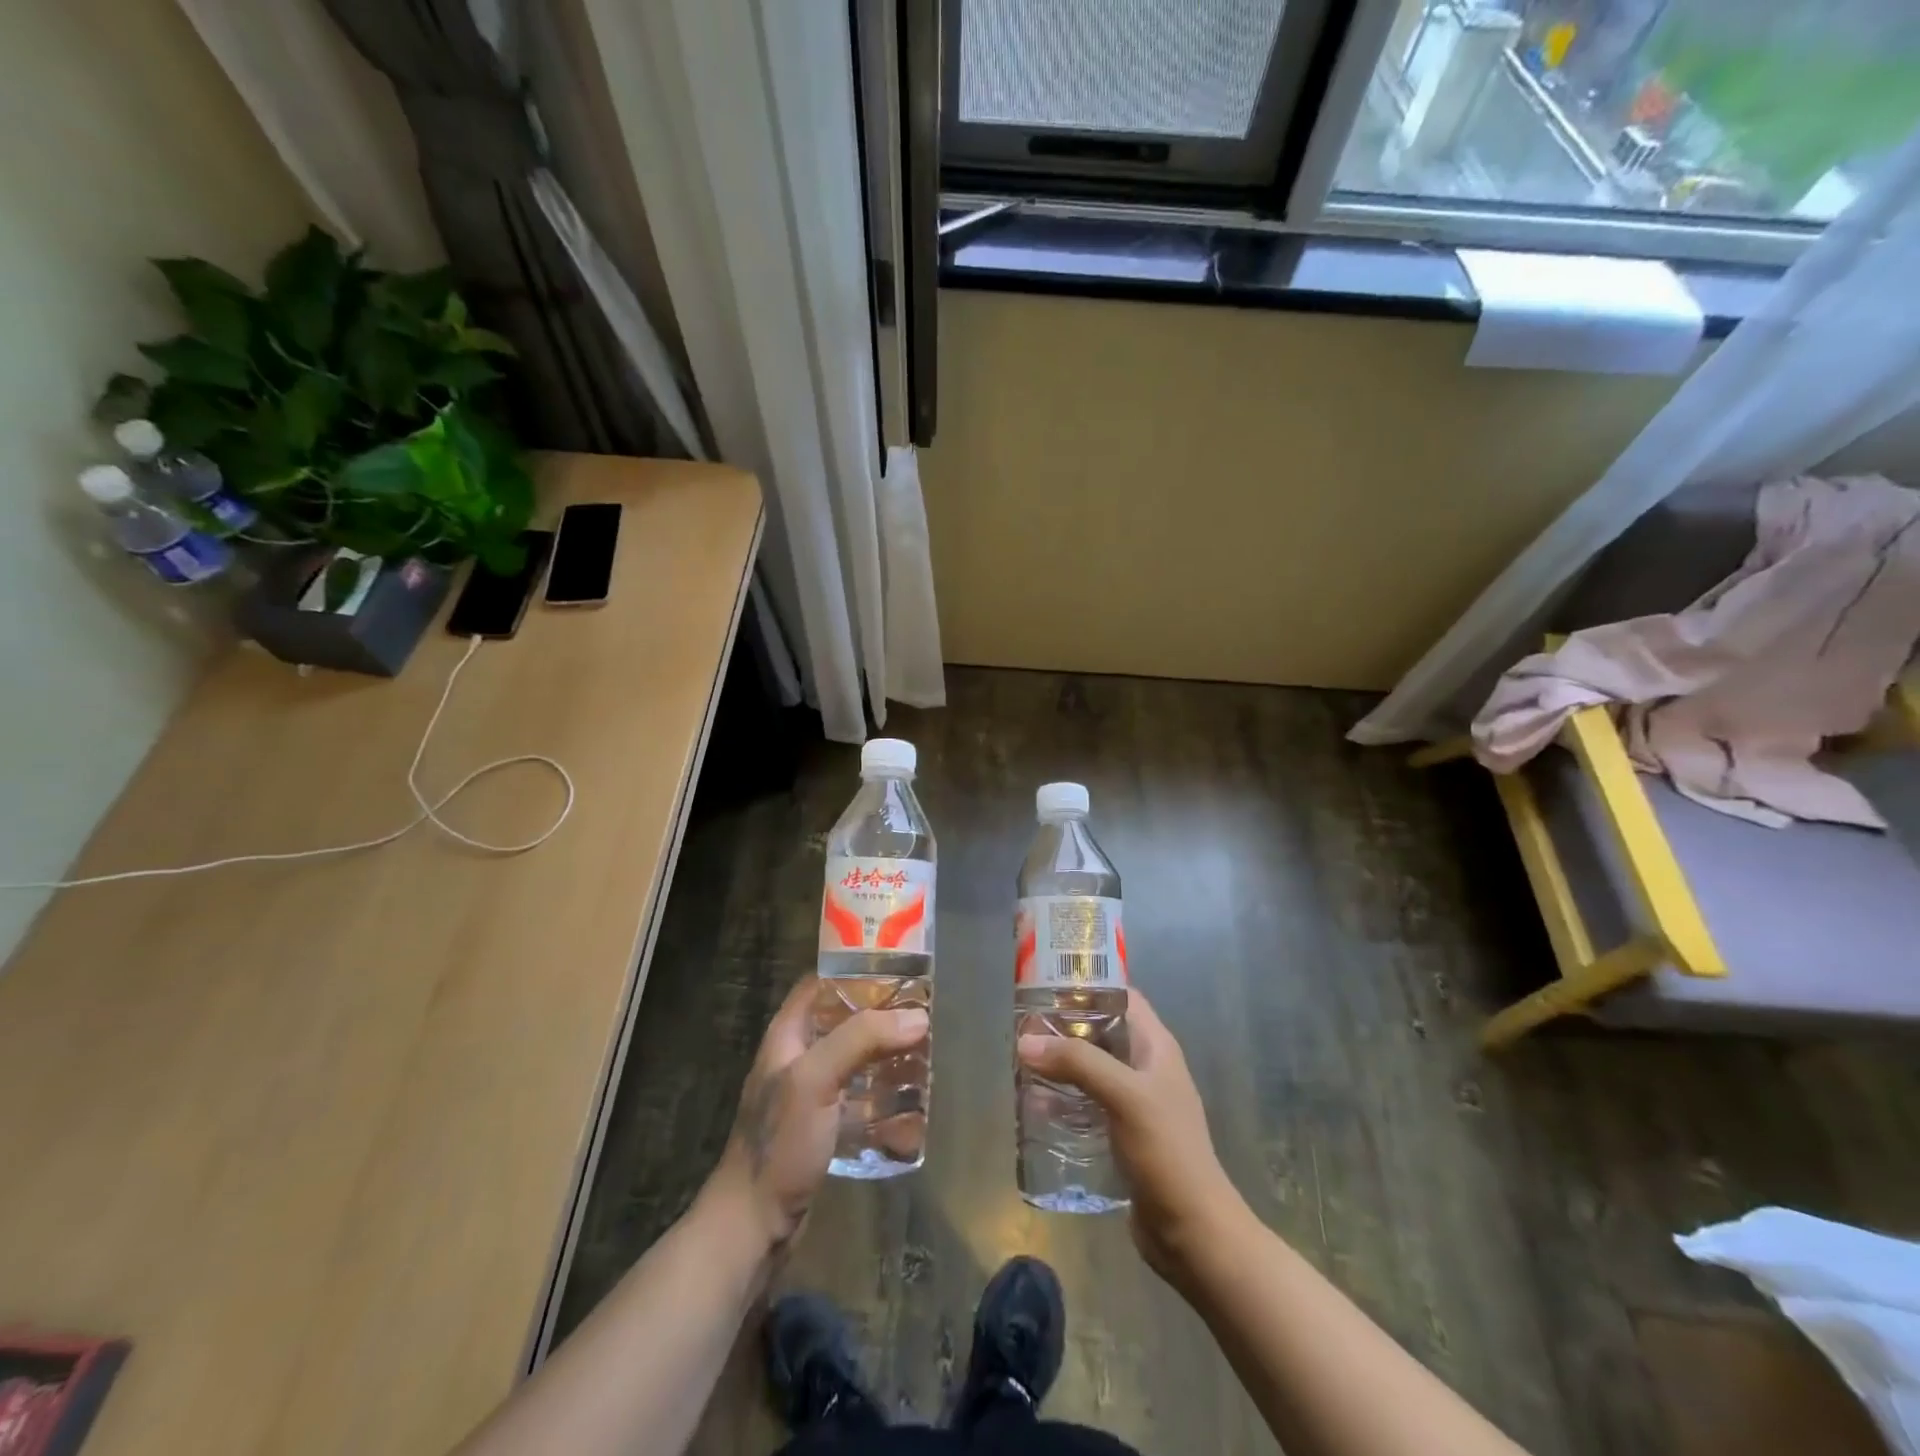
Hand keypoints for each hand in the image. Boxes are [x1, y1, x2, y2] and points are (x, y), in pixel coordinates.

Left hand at [706, 975, 929, 1253]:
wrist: (754, 1227)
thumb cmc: (779, 1143)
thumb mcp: (815, 1080)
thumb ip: (861, 1040)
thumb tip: (917, 1017)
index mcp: (788, 1035)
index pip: (821, 984)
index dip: (855, 972)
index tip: (898, 968)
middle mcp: (799, 1058)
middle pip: (845, 1022)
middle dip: (883, 1018)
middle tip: (924, 1016)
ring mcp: (811, 1096)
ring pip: (856, 1061)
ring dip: (888, 1058)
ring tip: (926, 1056)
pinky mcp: (824, 1129)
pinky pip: (861, 1100)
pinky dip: (885, 1098)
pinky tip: (913, 1106)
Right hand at [1017, 990, 1246, 1286]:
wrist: (1194, 1232)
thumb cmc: (1166, 1151)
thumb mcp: (1124, 1096)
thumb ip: (1077, 1063)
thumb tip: (1025, 1041)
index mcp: (1156, 1047)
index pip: (1122, 998)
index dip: (1088, 986)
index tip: (1046, 984)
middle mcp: (1147, 1068)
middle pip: (1102, 1033)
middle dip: (1065, 1028)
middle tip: (1024, 1026)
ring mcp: (1136, 1104)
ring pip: (1092, 1069)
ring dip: (1062, 1065)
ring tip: (1022, 1062)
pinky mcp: (1124, 1136)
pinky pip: (1089, 1104)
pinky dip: (1065, 1099)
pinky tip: (1037, 1105)